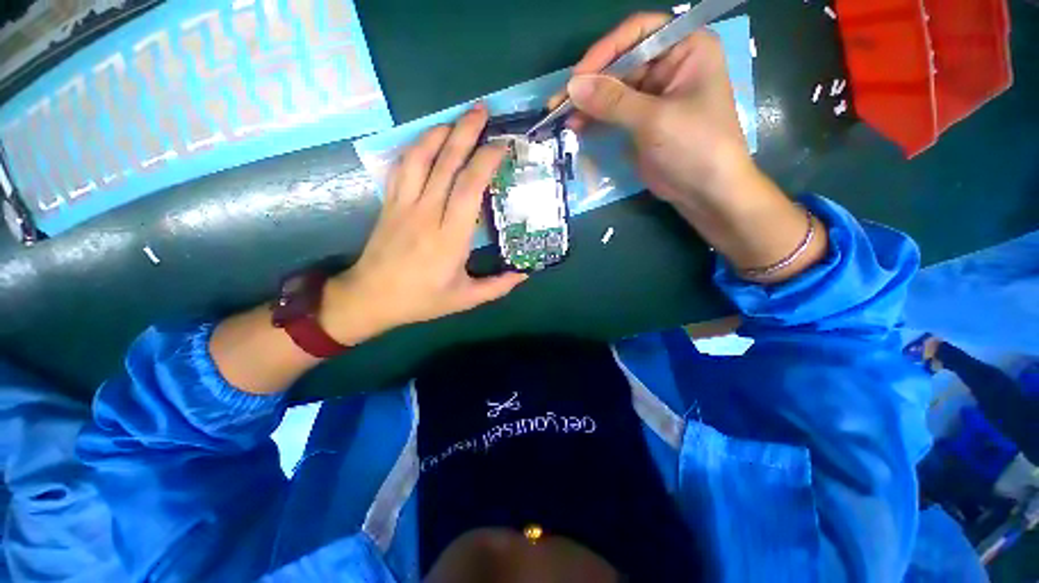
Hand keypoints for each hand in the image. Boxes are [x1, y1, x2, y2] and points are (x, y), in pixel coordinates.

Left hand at [320, 105, 527, 344]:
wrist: (371, 298)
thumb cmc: (421, 299)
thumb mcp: (465, 299)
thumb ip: (498, 286)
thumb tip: (525, 274)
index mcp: (449, 238)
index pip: (469, 189)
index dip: (485, 162)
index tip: (502, 146)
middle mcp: (427, 214)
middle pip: (446, 165)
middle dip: (466, 133)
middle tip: (483, 112)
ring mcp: (404, 205)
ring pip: (420, 159)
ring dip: (440, 133)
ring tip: (458, 119)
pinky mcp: (390, 203)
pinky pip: (402, 167)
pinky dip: (416, 148)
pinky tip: (428, 140)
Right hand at [556, 13, 827, 282]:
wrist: (706, 192)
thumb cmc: (695, 147)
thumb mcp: (655, 120)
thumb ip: (613, 102)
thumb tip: (572, 86)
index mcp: (686, 47)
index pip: (638, 32)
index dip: (605, 51)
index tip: (578, 77)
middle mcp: (669, 64)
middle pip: (621, 61)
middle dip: (591, 83)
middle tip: (559, 103)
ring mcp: (654, 94)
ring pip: (613, 89)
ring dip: (588, 102)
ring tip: (562, 118)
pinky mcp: (642, 120)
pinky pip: (613, 111)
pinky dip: (595, 118)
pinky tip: (577, 126)